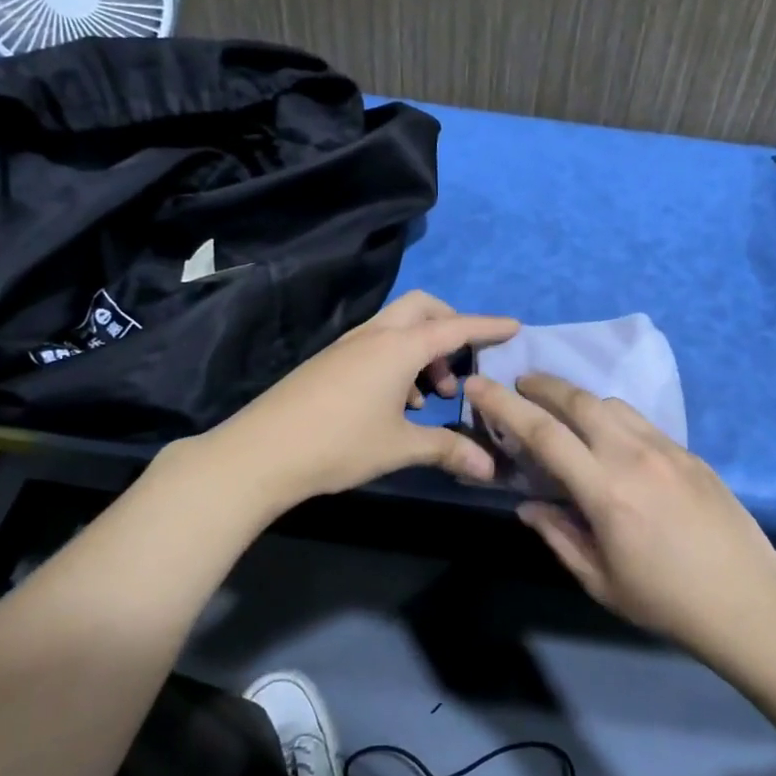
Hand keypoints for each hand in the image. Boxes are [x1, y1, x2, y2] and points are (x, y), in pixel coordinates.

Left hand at [211, 291, 518, 507]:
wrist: (261, 452)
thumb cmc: (340, 444)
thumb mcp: (400, 447)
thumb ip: (447, 450)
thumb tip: (488, 467)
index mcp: (399, 348)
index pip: (455, 327)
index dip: (487, 326)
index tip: (514, 326)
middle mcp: (375, 336)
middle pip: (422, 308)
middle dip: (450, 325)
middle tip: (462, 364)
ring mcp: (348, 346)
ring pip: (397, 327)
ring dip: (423, 349)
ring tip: (430, 396)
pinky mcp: (330, 361)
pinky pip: (376, 344)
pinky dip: (398, 360)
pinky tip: (397, 402)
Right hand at [465, 373, 775, 649]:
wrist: (748, 600)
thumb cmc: (666, 601)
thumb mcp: (600, 580)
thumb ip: (559, 536)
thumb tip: (528, 504)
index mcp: (605, 490)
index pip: (544, 433)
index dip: (505, 405)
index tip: (480, 386)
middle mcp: (634, 456)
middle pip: (579, 401)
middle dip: (542, 385)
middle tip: (519, 385)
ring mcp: (667, 449)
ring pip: (613, 404)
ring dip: (579, 399)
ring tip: (561, 411)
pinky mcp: (690, 453)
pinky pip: (641, 421)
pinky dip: (612, 417)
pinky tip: (609, 438)